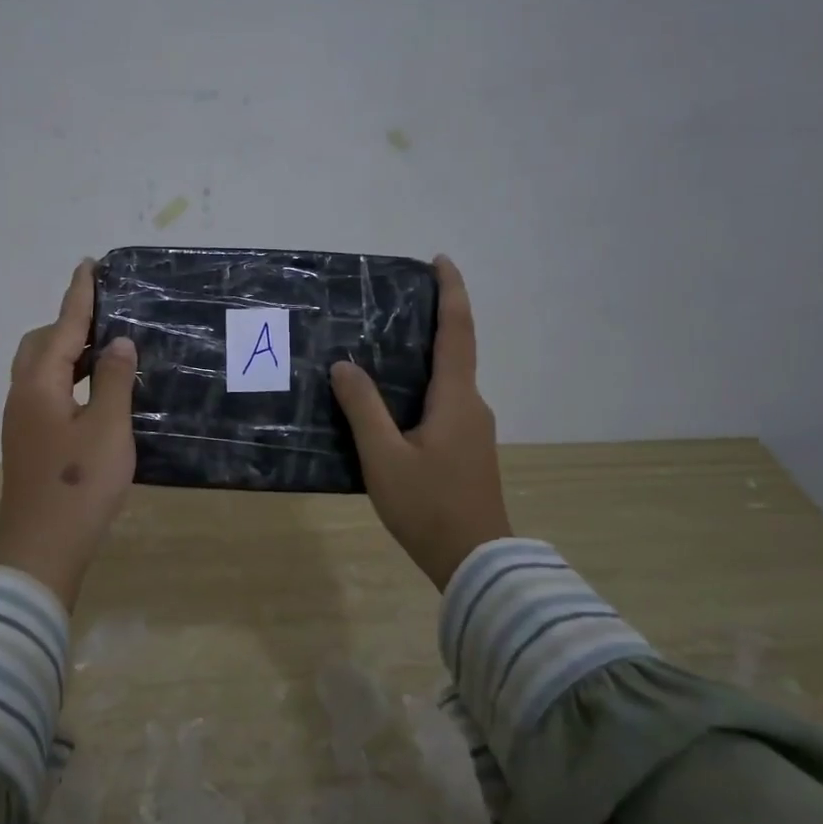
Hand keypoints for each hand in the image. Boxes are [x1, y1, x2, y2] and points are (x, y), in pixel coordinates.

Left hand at [0, 259, 139, 610]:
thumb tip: (116, 342)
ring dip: (68, 352)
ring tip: (104, 350)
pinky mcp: (29, 440)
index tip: (88, 264)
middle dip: (69, 323)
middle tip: (104, 316)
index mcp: (40, 384)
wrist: (41, 546)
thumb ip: (114, 380)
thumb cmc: (79, 484)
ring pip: (41, 369)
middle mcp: (24, 394)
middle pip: (42, 344)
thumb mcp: (109, 428)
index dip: (78, 295)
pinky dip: (68, 377)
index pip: (63, 326)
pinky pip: (45, 390)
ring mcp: (22, 419)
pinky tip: (94, 392)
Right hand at [329, 256, 511, 589]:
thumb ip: (363, 408)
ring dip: (427, 355)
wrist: (477, 563)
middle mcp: (472, 405)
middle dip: (434, 319)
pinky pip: (446, 402)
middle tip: (398, 302)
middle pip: (456, 350)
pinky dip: (424, 384)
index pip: (457, 331)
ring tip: (386, 347)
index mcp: (457, 398)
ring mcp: (474, 429)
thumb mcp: (384, 458)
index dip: (451, 293)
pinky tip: (395, 399)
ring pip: (450, 379)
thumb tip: (345, 366)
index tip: (440, 260)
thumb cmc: (429, 506)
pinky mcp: (468, 449)